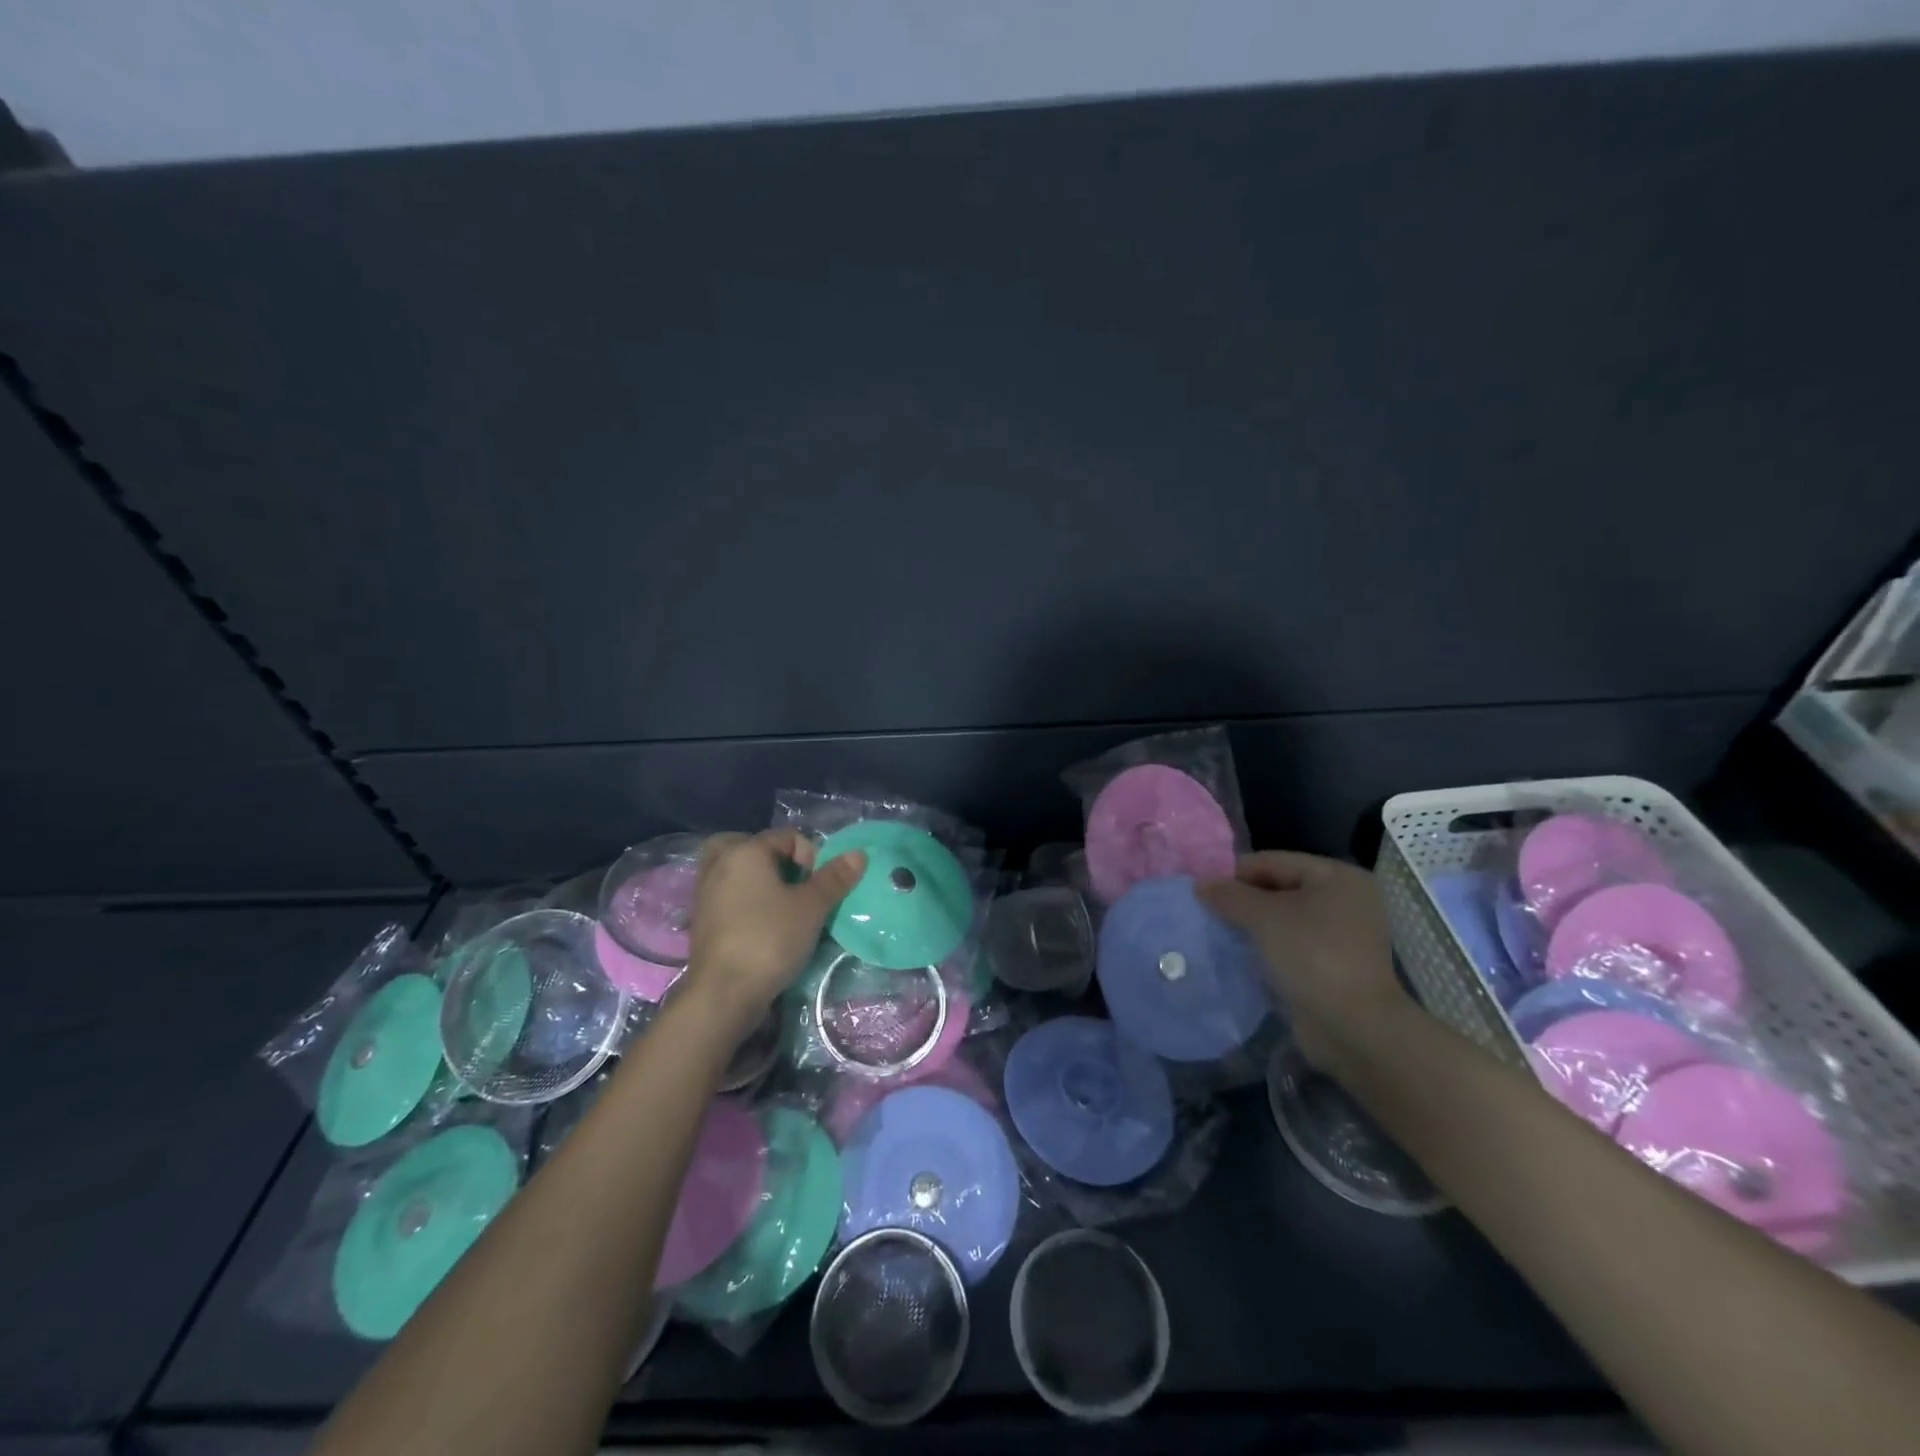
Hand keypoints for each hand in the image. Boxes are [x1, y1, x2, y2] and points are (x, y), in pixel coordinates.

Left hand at [681, 829, 865, 1033]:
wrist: (723, 994)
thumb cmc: (770, 939)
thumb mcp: (811, 907)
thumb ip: (834, 878)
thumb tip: (859, 853)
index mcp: (745, 850)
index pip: (789, 837)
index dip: (812, 859)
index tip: (817, 890)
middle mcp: (719, 863)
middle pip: (754, 846)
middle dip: (778, 862)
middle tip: (794, 887)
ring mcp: (705, 891)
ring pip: (737, 870)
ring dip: (760, 880)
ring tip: (780, 905)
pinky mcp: (701, 918)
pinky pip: (727, 893)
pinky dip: (744, 898)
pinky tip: (761, 923)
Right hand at [1197, 851, 1413, 1076]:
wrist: (1353, 1028)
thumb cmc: (1312, 956)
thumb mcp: (1264, 917)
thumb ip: (1229, 895)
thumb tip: (1200, 884)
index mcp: (1337, 876)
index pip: (1273, 861)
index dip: (1234, 873)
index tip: (1201, 890)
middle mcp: (1344, 899)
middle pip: (1278, 887)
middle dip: (1242, 900)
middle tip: (1206, 911)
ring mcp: (1342, 935)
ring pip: (1283, 918)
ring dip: (1251, 925)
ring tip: (1217, 931)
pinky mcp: (1334, 965)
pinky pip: (1290, 943)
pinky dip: (1266, 946)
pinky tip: (1239, 953)